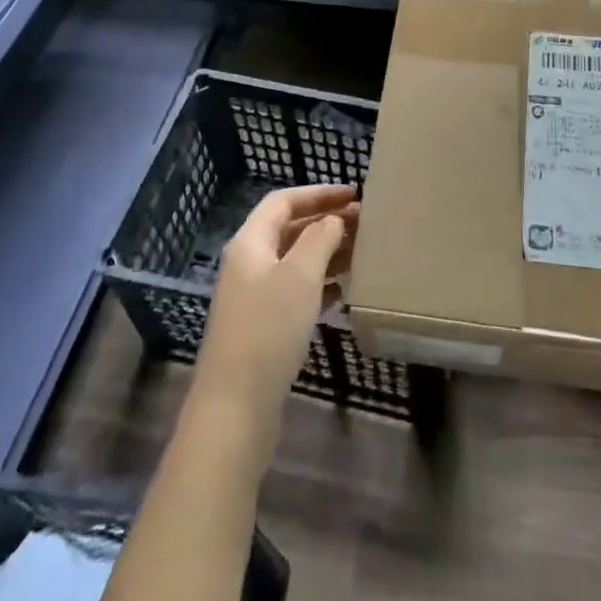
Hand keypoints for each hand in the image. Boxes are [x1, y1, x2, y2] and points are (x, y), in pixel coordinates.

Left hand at [187, 183, 356, 449]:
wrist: (235, 407)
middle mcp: (248, 263)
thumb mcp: (300, 276)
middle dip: (326, 221)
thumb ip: (319, 239)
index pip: (283, 201)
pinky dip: (320, 283)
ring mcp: (253, 296)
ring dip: (326, 252)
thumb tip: (333, 219)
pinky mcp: (262, 326)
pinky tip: (345, 290)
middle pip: (289, 229)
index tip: (354, 194)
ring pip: (294, 260)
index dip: (318, 193)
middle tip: (365, 223)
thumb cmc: (268, 330)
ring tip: (362, 253)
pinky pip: (295, 290)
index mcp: (250, 243)